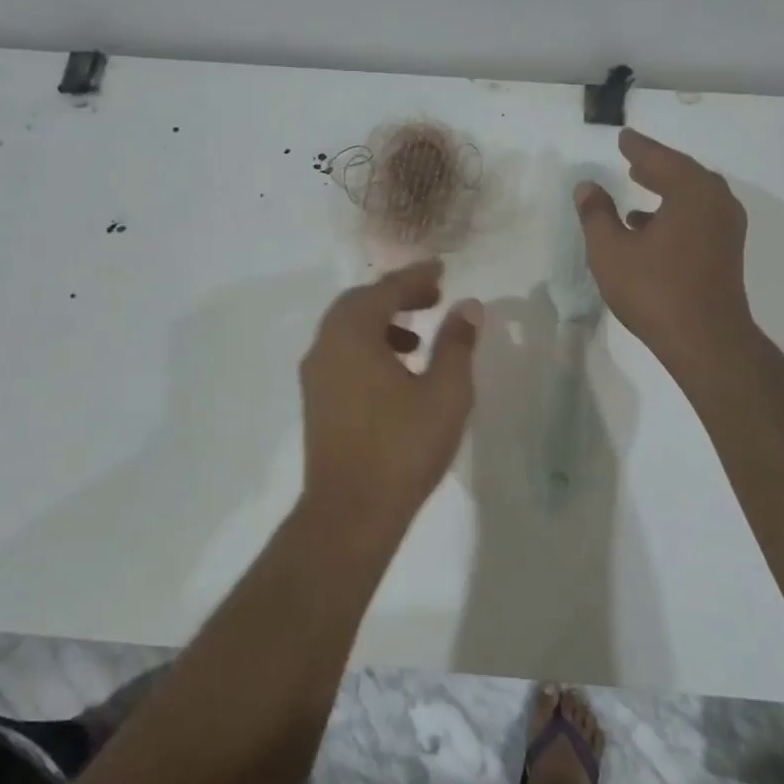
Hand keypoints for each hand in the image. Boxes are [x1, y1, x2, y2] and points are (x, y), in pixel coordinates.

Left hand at [299, 260, 482, 535]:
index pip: (385, 290)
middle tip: (432, 297)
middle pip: (359, 304)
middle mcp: (325, 347)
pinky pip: (342, 356)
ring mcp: (316, 377)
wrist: (351, 513)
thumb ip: (457, 343)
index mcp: (352, 335)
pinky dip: (370, 348)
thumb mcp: (445, 392)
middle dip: (396, 296)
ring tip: (419, 339)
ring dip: (382, 323)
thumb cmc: (403, 447)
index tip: (441, 270)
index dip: (416, 277)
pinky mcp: (317, 402)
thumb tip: (467, 306)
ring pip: (347, 331)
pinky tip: (398, 374)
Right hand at [575, 128, 755, 378]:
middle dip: (657, 167)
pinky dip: (676, 214)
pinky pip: (699, 218)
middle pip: (683, 174)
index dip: (638, 148)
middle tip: (634, 161)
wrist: (706, 341)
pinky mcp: (727, 253)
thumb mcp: (611, 251)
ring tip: (639, 191)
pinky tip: (651, 231)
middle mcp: (716, 202)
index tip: (624, 138)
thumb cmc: (654, 290)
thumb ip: (596, 215)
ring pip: (693, 198)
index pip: (659, 159)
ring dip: (666, 192)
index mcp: (692, 191)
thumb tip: (587, 186)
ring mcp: (727, 229)